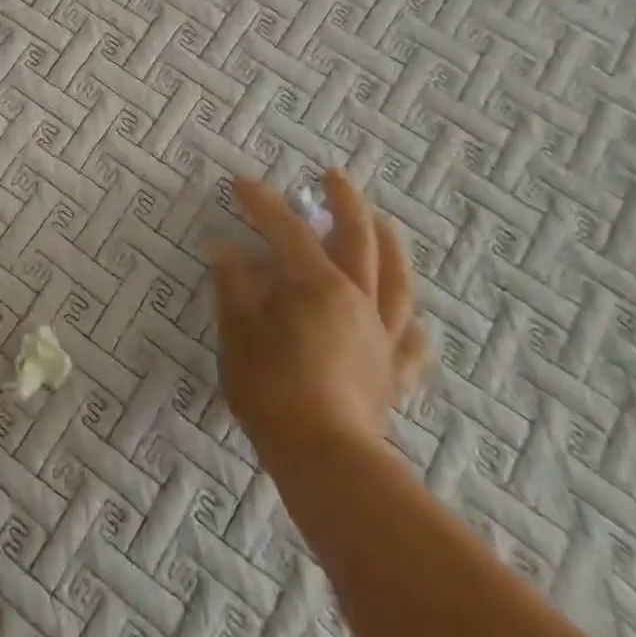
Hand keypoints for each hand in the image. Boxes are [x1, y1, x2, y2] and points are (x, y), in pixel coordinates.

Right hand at [210, 170, 427, 461]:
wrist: (327, 460)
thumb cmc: (273, 391)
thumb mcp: (238, 334)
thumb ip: (234, 287)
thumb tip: (223, 248)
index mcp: (316, 286)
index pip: (287, 230)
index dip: (263, 203)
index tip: (241, 183)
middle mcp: (357, 300)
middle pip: (358, 239)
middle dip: (345, 202)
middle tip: (333, 176)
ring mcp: (381, 336)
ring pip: (396, 280)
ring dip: (389, 244)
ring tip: (383, 223)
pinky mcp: (392, 373)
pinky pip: (410, 341)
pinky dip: (409, 322)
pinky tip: (412, 319)